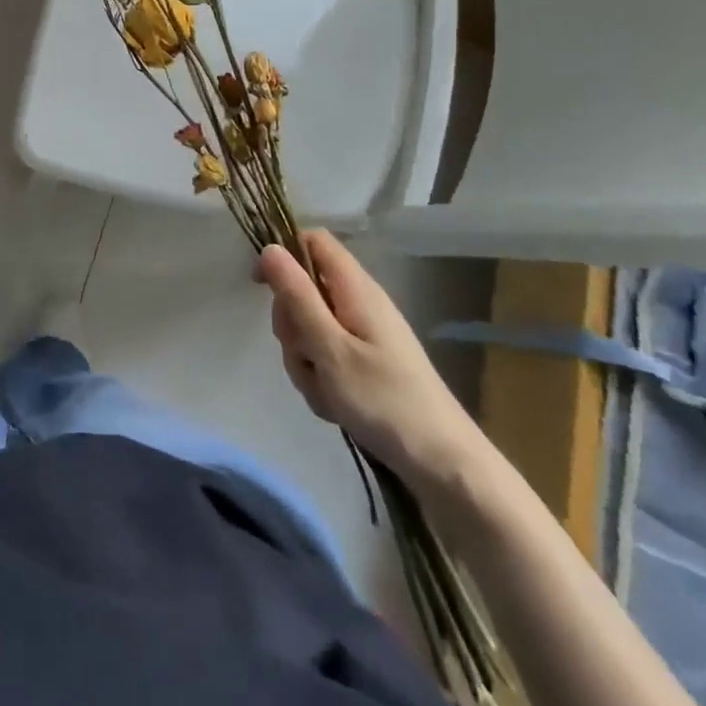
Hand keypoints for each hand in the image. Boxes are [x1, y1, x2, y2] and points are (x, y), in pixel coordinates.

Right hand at [256, 229, 482, 493]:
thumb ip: (298, 296)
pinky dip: (321, 377)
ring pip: (310, 328)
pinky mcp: (366, 361)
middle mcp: (359, 302)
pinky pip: (326, 356)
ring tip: (324, 390)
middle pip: (305, 289)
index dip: (283, 254)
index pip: (313, 241)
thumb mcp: (330, 347)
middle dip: (291, 324)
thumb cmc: (385, 400)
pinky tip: (334, 404)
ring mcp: (364, 333)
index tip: (261, 287)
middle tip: (304, 355)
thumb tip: (269, 248)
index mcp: (355, 287)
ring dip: (304, 358)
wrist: (443, 464)